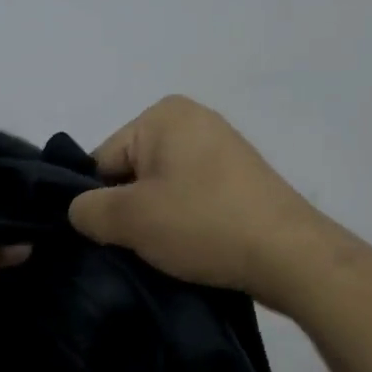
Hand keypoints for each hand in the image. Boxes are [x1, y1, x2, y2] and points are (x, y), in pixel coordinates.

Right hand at [68, 95, 330, 312]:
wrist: (290, 256)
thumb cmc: (203, 224)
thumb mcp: (129, 219)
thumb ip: (86, 210)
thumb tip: (80, 211)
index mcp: (163, 115)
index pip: (102, 161)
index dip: (99, 202)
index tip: (113, 235)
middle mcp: (192, 119)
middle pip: (131, 173)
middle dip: (128, 210)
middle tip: (140, 245)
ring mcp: (220, 148)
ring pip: (160, 189)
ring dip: (155, 220)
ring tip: (169, 250)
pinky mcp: (239, 179)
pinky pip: (190, 197)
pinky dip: (184, 221)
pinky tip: (192, 246)